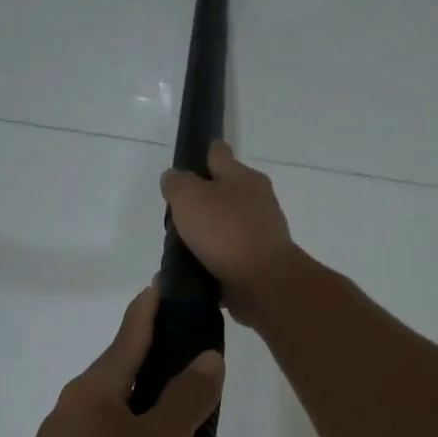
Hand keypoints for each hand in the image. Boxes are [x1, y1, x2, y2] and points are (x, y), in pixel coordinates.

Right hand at [160, 142, 299, 323]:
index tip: (186, 166)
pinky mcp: (257, 262)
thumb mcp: (190, 197)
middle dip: (201, 201)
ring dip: (206, 234)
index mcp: (244, 177)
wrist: (263, 282)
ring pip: (226, 226)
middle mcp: (256, 201)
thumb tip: (174, 179)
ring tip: (179, 247)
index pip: (219, 153)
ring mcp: (259, 233)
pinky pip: (228, 256)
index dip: (202, 155)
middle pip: (223, 192)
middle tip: (175, 216)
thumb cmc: (226, 231)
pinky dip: (212, 261)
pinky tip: (193, 269)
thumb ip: (177, 184)